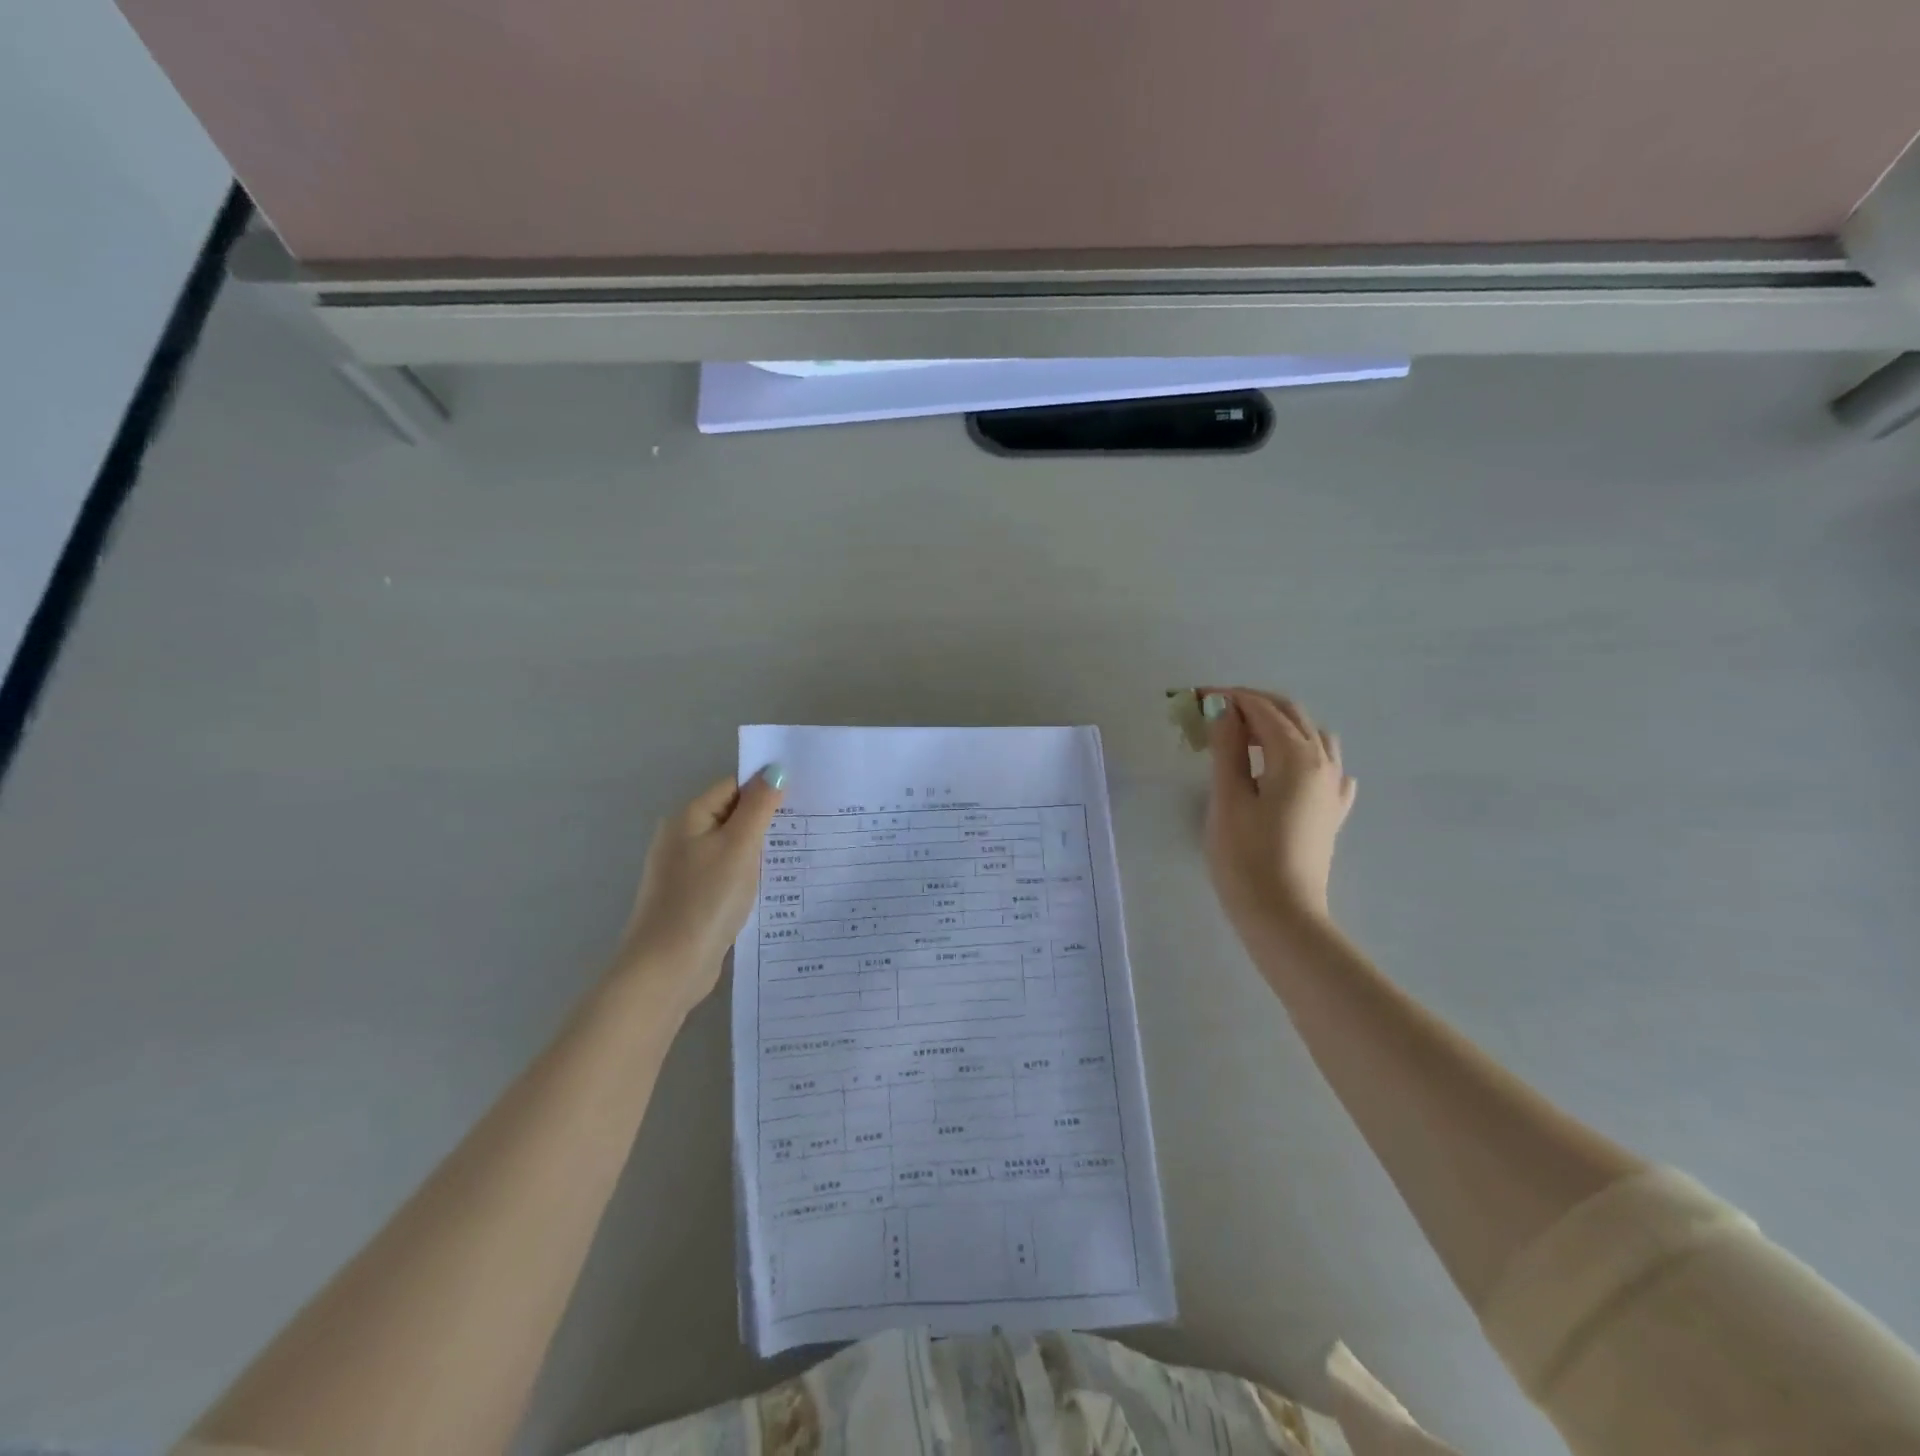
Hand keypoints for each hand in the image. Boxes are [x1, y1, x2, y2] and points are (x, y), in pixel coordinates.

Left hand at [610, 766, 786, 1013]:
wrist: (667, 968)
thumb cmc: (705, 899)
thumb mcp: (739, 846)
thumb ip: (759, 806)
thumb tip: (775, 769)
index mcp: (689, 818)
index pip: (733, 786)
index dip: (767, 788)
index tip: (804, 796)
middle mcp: (682, 839)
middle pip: (732, 816)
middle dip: (767, 820)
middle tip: (810, 825)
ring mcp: (685, 871)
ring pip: (731, 848)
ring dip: (760, 851)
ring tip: (799, 855)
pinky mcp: (692, 899)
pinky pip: (727, 875)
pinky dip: (748, 877)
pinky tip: (773, 887)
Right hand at [1203, 689, 1355, 926]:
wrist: (1283, 916)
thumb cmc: (1246, 857)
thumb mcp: (1228, 798)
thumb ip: (1227, 749)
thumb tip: (1225, 711)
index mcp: (1297, 757)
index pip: (1263, 711)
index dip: (1230, 698)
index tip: (1197, 697)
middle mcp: (1323, 764)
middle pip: (1292, 716)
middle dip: (1254, 705)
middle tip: (1215, 711)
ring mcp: (1333, 789)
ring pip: (1313, 737)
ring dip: (1280, 726)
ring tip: (1246, 738)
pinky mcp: (1332, 813)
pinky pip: (1326, 769)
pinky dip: (1304, 756)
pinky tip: (1288, 770)